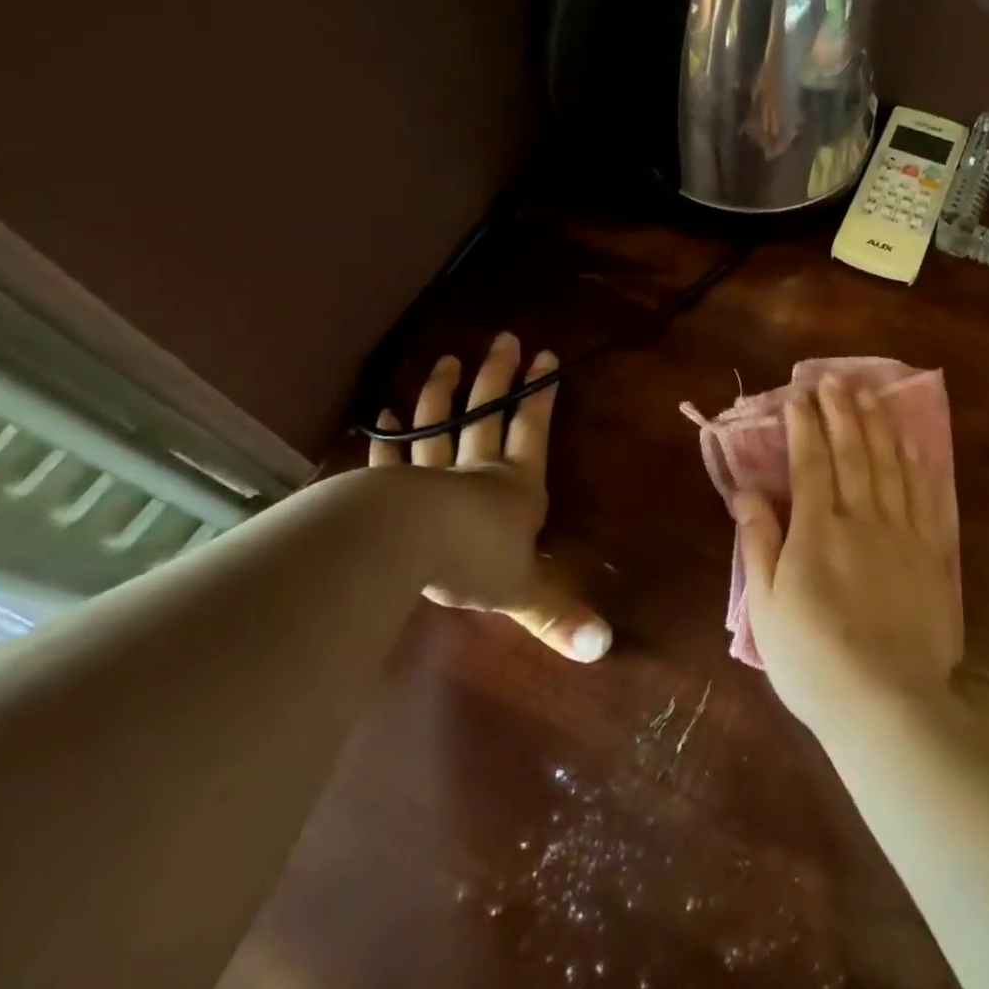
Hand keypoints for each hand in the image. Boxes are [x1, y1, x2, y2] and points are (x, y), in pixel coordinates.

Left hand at [369, 335, 611, 662]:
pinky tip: (384, 411)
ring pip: (440, 424)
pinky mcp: (390, 486)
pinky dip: (388, 434)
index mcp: (516, 487)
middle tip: (504, 339)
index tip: (546, 357)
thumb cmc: (474, 562)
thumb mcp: (523, 594)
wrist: (405, 549)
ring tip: (448, 359)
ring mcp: (430, 474)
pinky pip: (391, 455)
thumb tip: (604, 649)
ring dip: (444, 393)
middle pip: (488, 414)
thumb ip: (559, 616)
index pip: (533, 431)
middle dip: (499, 377)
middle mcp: (478, 471)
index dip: (541, 395)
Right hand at [732, 378, 959, 732]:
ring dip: (877, 427)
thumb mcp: (766, 605)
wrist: (886, 703)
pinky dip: (916, 465)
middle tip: (834, 379)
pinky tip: (911, 446)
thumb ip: (758, 542)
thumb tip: (746, 491)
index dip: (804, 425)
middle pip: (853, 452)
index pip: (810, 462)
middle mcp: (862, 518)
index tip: (798, 396)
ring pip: (890, 465)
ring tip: (869, 395)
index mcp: (817, 530)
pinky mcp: (932, 554)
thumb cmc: (813, 659)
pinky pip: (925, 497)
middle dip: (841, 411)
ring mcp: (902, 533)